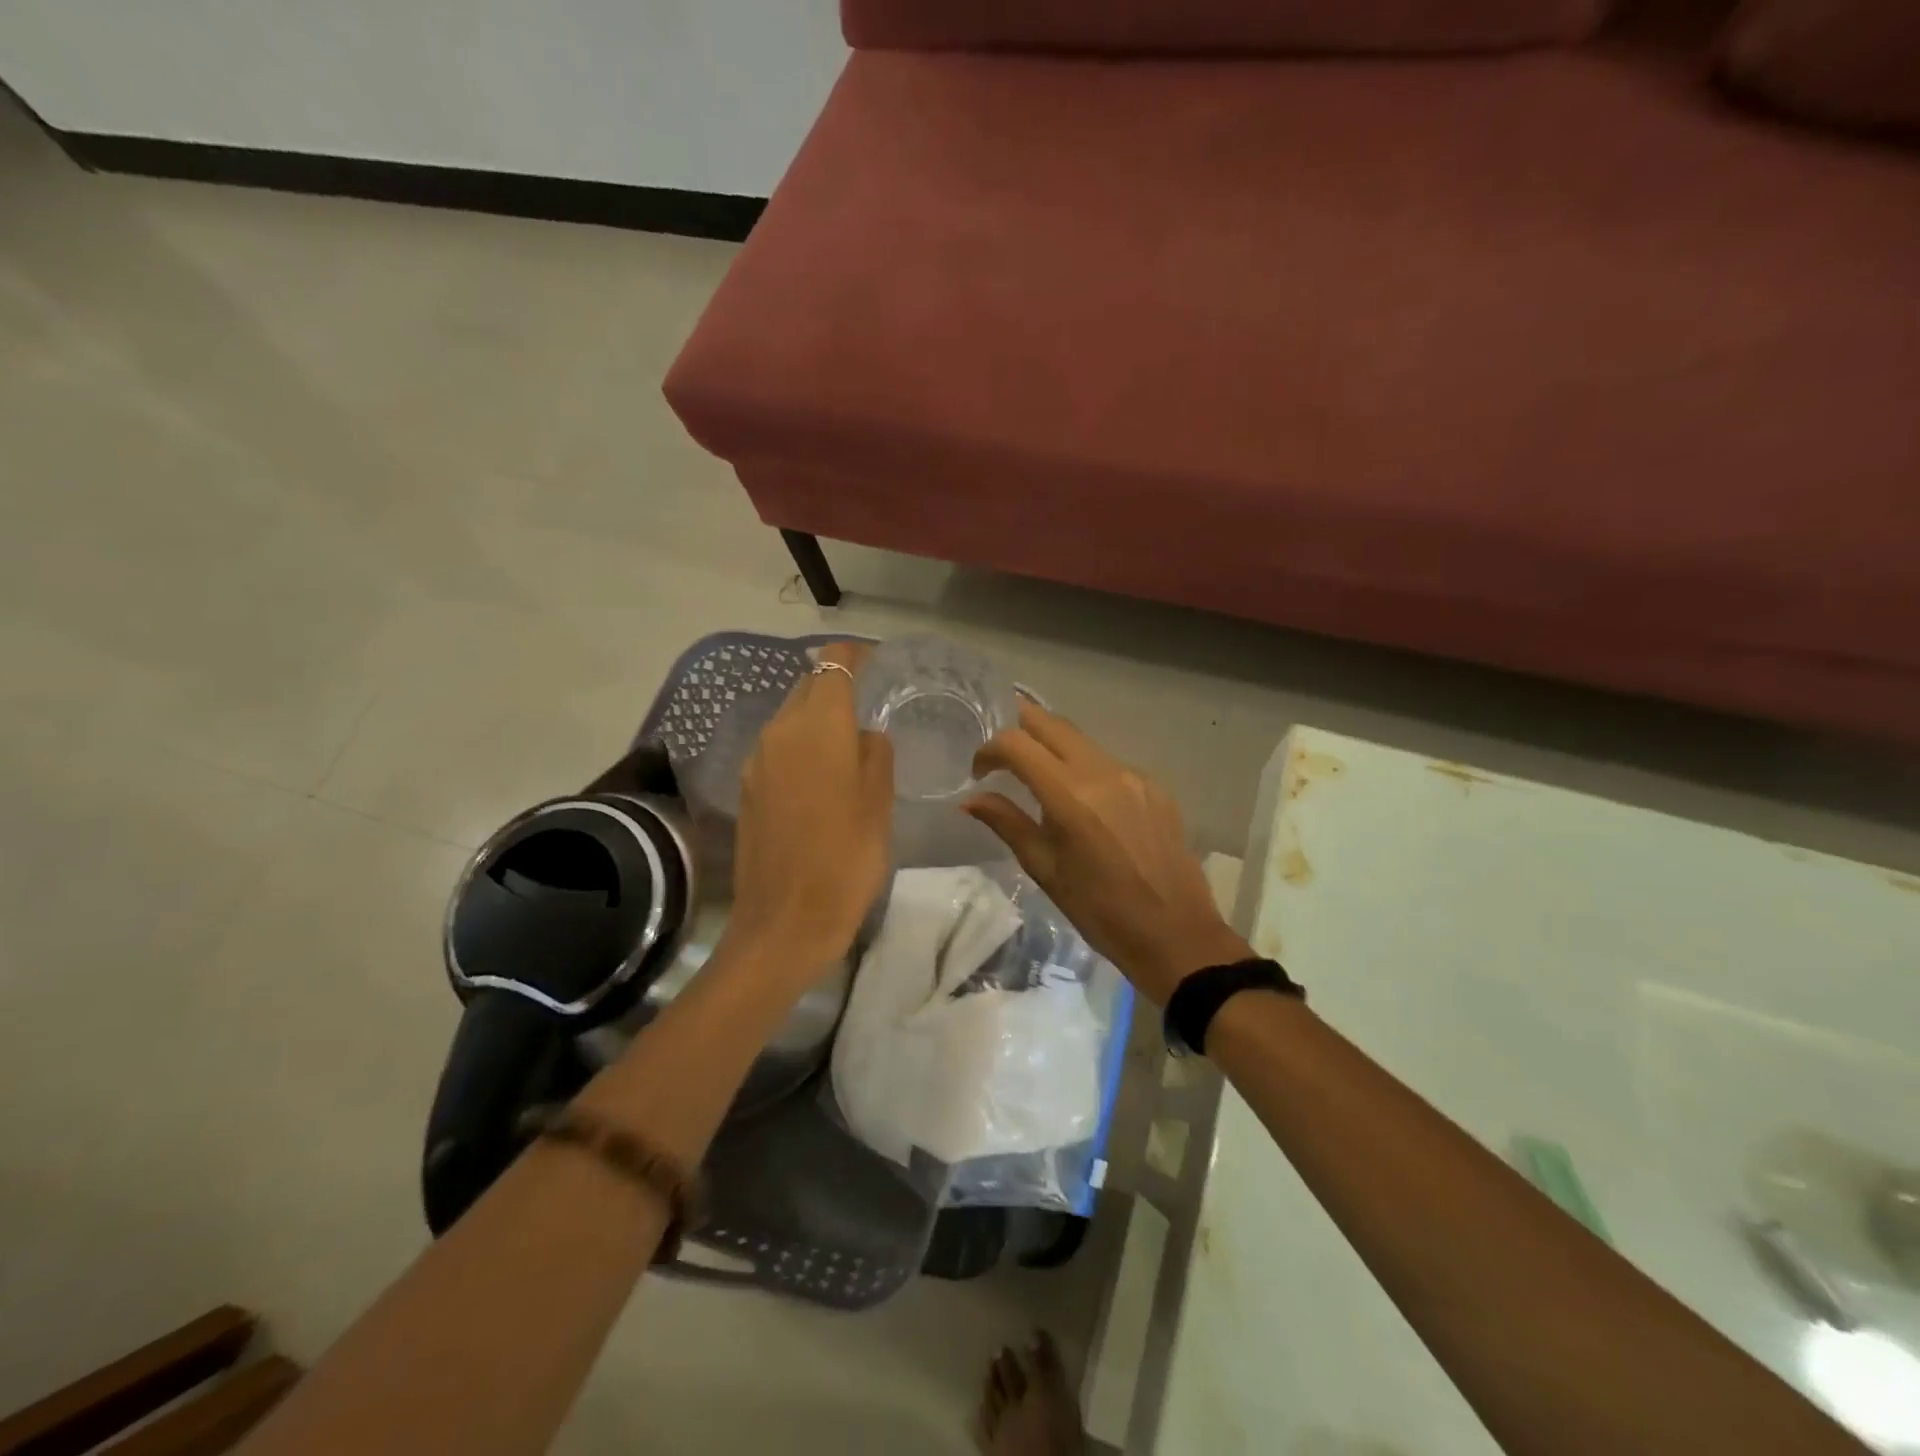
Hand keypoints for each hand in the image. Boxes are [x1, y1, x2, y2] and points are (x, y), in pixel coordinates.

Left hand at [726, 642, 893, 987]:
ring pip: (790, 718)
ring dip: (817, 718)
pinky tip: (823, 776)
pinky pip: (778, 749)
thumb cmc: (846, 858)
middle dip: (837, 685)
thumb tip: (863, 734)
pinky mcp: (747, 789)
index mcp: (816, 725)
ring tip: (850, 741)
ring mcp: (757, 761)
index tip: (878, 662)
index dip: (855, 656)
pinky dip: (802, 747)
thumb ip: (875, 753)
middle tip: (871, 702)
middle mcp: (779, 731)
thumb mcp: (878, 802)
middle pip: (808, 687)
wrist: (784, 923)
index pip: (833, 664)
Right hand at [964, 703, 1249, 1004]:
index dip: (989, 750)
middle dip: (1020, 725)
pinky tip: (1081, 800)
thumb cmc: (1100, 911)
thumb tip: (969, 800)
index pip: (1017, 743)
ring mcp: (1134, 775)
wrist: (1176, 934)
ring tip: (1035, 773)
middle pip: (1053, 724)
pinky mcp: (1155, 786)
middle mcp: (1104, 772)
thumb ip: (1007, 823)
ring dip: (1052, 746)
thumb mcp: (1045, 869)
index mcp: (1070, 795)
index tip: (979, 773)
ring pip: (1082, 741)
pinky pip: (1109, 763)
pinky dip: (1084, 769)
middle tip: (1000, 750)